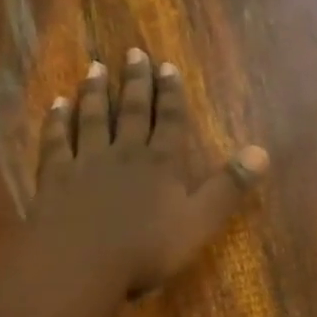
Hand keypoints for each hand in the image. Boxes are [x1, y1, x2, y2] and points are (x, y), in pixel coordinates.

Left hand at [31, 49, 268, 296]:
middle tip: (133, 53)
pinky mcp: (55, 177)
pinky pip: (56, 142)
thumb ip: (229, 187)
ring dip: (95, 93)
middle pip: (131, 111)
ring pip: (92, 119)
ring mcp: (85, 162)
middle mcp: (124, 153)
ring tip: (96, 68)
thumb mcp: (200, 222)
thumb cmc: (146, 249)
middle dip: (135, 82)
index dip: (170, 93)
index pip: (169, 120)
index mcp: (161, 163)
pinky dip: (57, 121)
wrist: (81, 264)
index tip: (167, 66)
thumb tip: (261, 152)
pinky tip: (56, 105)